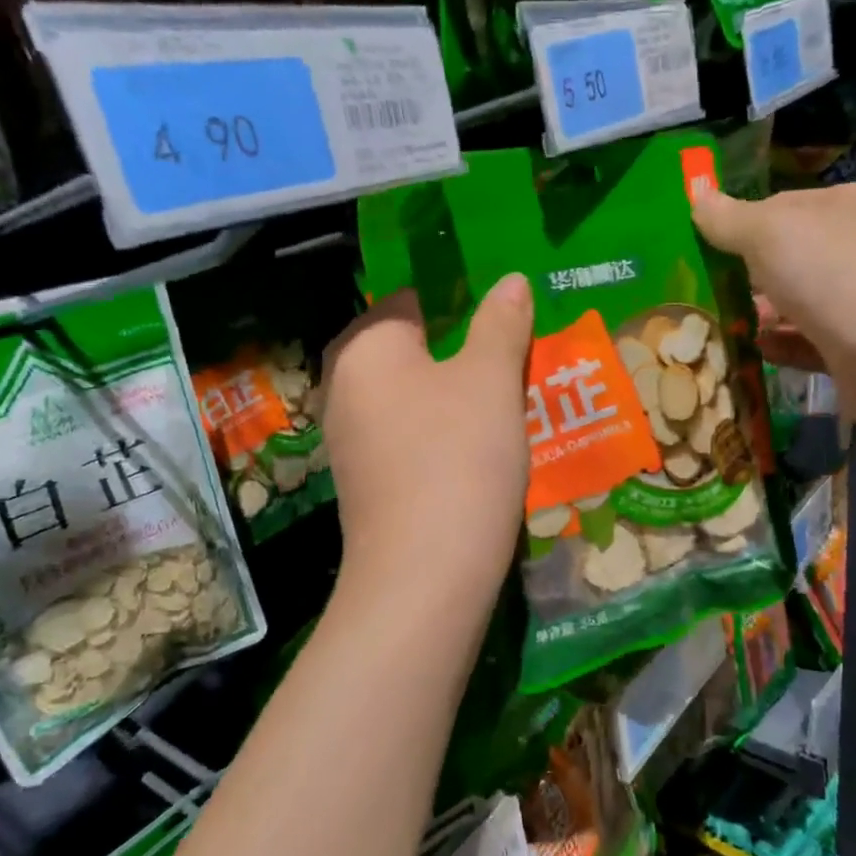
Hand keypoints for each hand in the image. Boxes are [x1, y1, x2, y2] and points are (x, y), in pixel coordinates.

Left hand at [321, 275, 533, 600]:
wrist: (424, 575)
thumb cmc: (458, 456)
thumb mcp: (491, 380)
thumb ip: (501, 324)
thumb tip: (510, 280)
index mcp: (365, 347)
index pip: (408, 299)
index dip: (457, 298)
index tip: (502, 312)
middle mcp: (343, 387)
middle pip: (408, 351)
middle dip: (459, 351)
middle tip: (513, 356)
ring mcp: (350, 441)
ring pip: (409, 398)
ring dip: (453, 396)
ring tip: (507, 400)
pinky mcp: (365, 484)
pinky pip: (407, 438)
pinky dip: (440, 435)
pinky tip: (478, 450)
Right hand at [693, 183, 855, 441]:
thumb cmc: (834, 274)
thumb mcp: (770, 231)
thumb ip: (730, 219)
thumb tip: (696, 196)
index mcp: (845, 209)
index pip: (782, 209)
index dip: (740, 225)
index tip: (699, 248)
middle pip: (788, 260)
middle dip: (745, 276)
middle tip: (697, 293)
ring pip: (795, 306)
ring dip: (757, 315)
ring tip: (710, 326)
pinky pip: (806, 346)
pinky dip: (778, 347)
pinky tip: (748, 352)